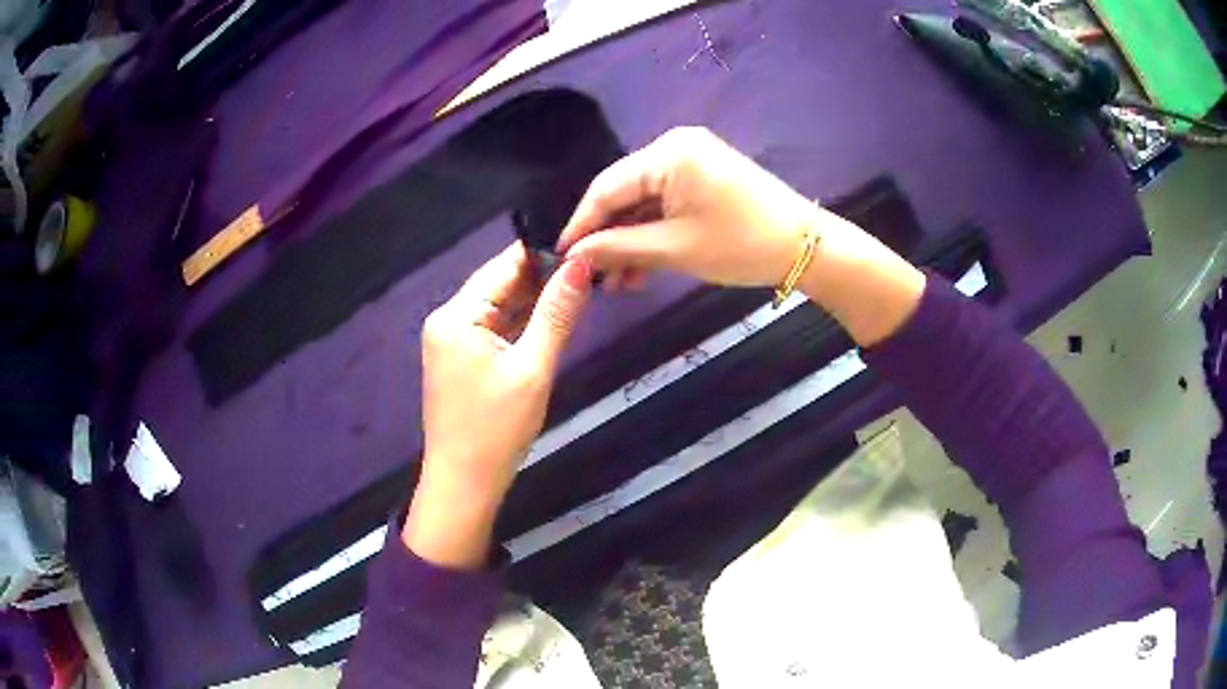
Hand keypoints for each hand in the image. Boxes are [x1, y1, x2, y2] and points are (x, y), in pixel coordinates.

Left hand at [406, 243, 592, 568]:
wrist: (465, 484)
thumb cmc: (497, 429)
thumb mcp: (533, 369)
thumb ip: (557, 313)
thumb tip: (581, 263)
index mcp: (456, 315)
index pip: (503, 267)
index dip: (543, 253)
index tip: (583, 241)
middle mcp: (447, 319)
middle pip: (499, 285)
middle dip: (541, 276)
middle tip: (590, 263)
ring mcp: (451, 340)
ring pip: (499, 307)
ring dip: (534, 299)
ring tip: (580, 283)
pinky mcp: (460, 359)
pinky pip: (494, 328)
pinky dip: (521, 323)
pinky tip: (552, 315)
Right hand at [559, 127, 854, 288]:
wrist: (807, 248)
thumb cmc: (741, 245)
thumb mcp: (674, 249)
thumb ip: (618, 248)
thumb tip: (574, 255)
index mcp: (668, 153)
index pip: (607, 187)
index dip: (581, 224)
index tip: (561, 256)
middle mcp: (676, 146)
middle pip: (625, 192)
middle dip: (609, 236)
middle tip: (594, 276)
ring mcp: (694, 160)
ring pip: (646, 201)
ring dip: (632, 240)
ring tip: (619, 282)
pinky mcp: (706, 176)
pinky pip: (667, 202)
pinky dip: (655, 232)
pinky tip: (643, 265)